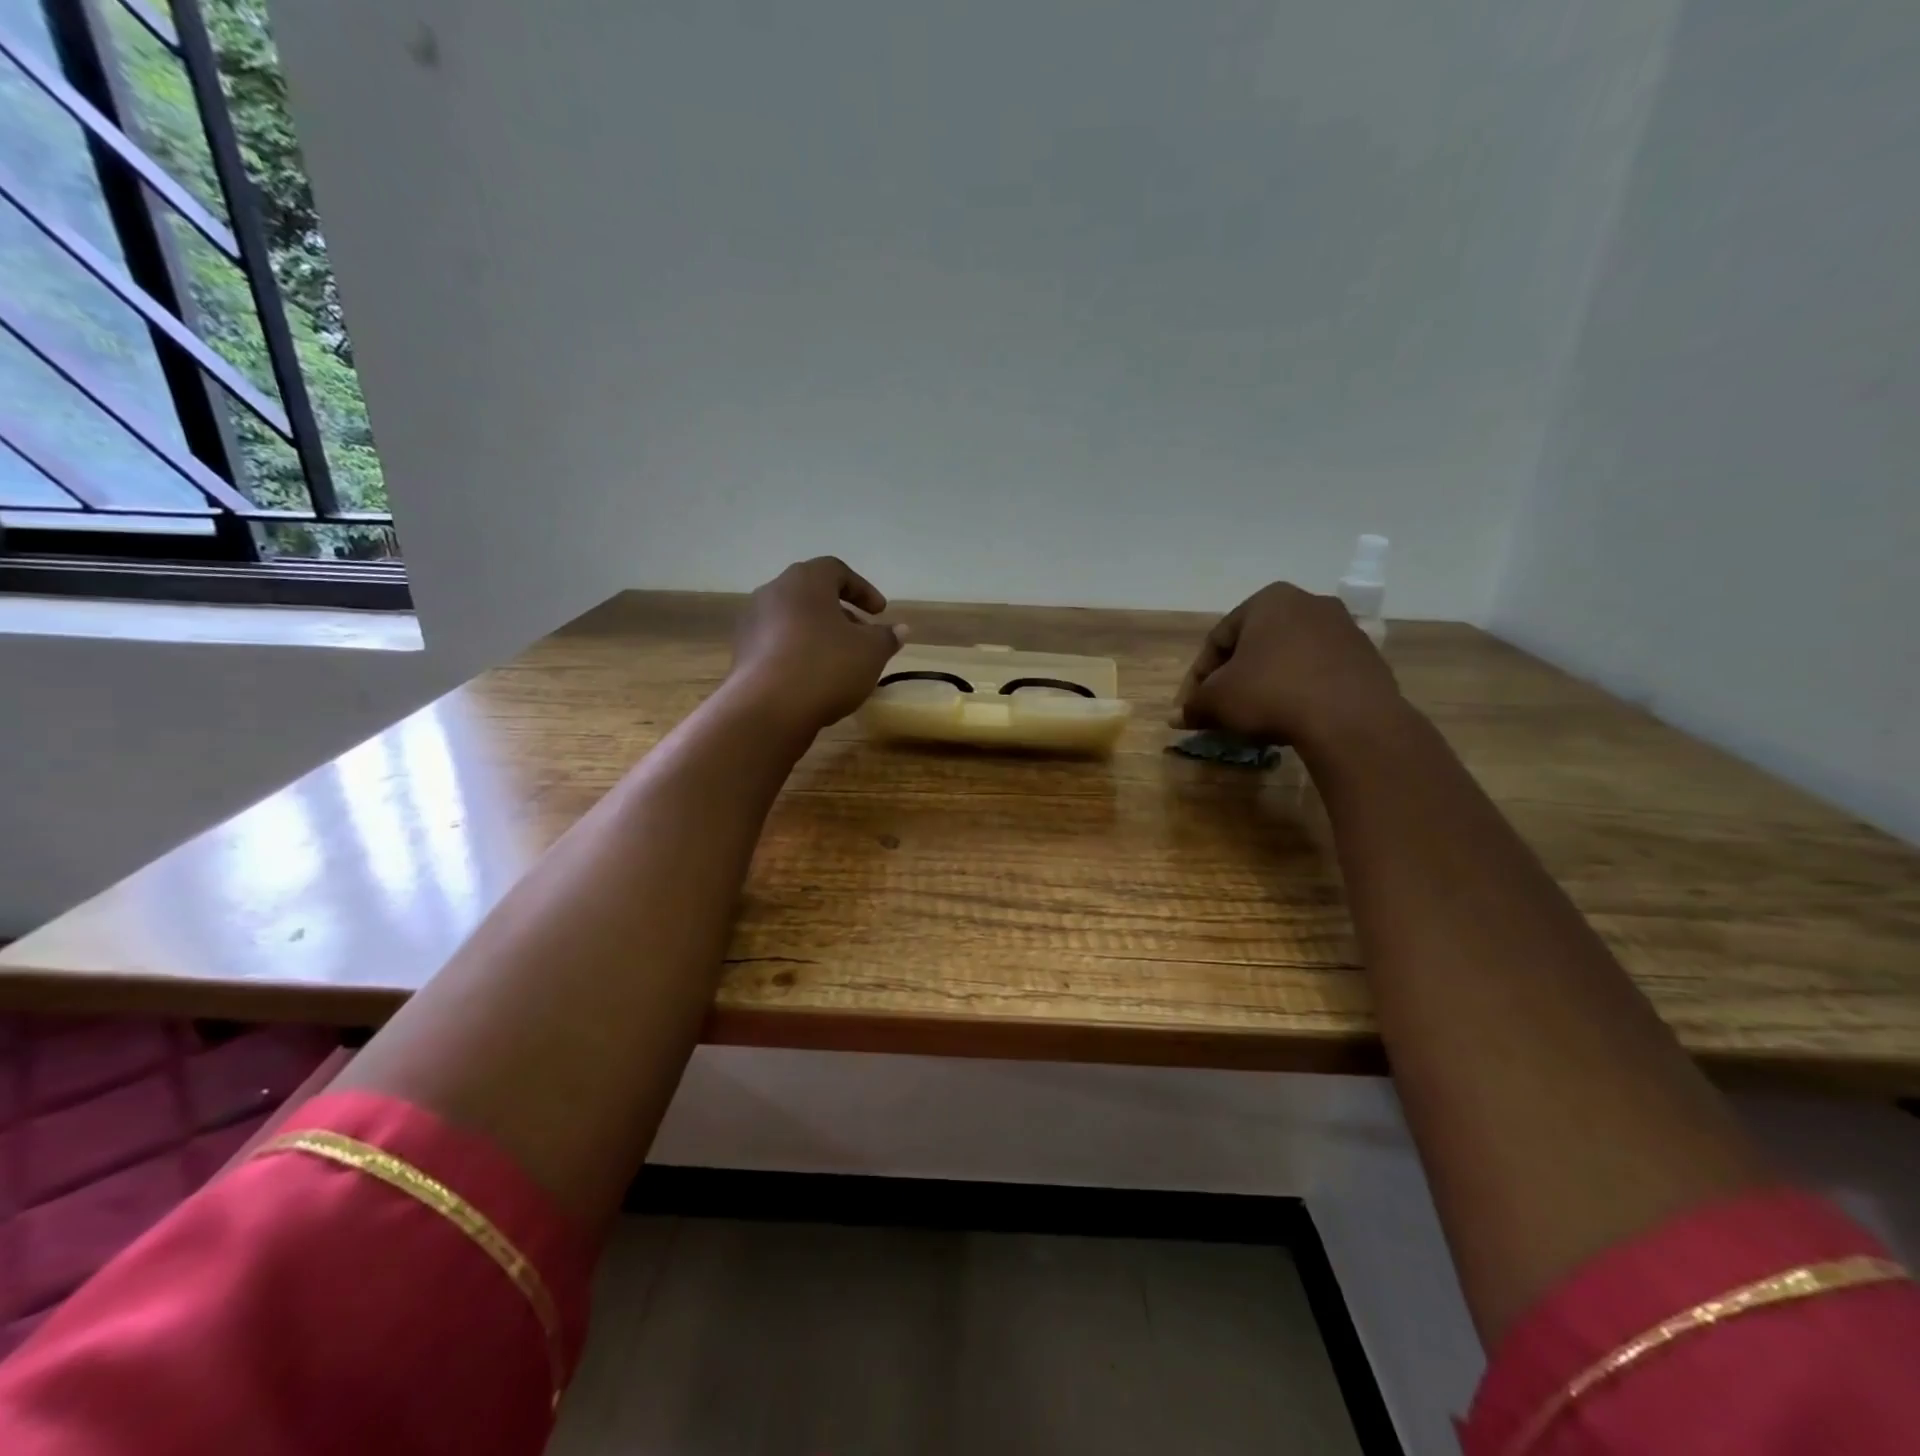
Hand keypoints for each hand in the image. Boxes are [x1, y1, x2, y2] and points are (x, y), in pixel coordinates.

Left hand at [728, 557, 905, 737]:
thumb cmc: (826, 667)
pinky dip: (798, 653)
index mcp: (805, 581)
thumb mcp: (871, 652)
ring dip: (818, 634)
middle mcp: (773, 592)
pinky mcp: (742, 653)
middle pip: (812, 595)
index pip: (837, 570)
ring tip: (839, 661)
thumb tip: (899, 629)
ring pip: (793, 620)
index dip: (862, 589)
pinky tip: (813, 679)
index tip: (880, 612)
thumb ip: (886, 637)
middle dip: (840, 613)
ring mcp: (752, 623)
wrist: (768, 709)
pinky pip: (777, 644)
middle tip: (861, 636)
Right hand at [1173, 582, 1403, 752]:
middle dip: (1234, 678)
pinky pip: (1319, 673)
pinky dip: (1300, 691)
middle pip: (1255, 645)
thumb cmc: (1270, 694)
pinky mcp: (1367, 658)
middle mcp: (1309, 603)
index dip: (1198, 676)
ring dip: (1267, 684)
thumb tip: (1177, 717)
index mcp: (1268, 600)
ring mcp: (1344, 629)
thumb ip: (1194, 704)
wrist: (1349, 719)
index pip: (1218, 639)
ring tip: (1256, 717)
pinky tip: (1293, 717)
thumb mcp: (1217, 700)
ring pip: (1289, 658)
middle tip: (1221, 710)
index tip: (1192, 706)